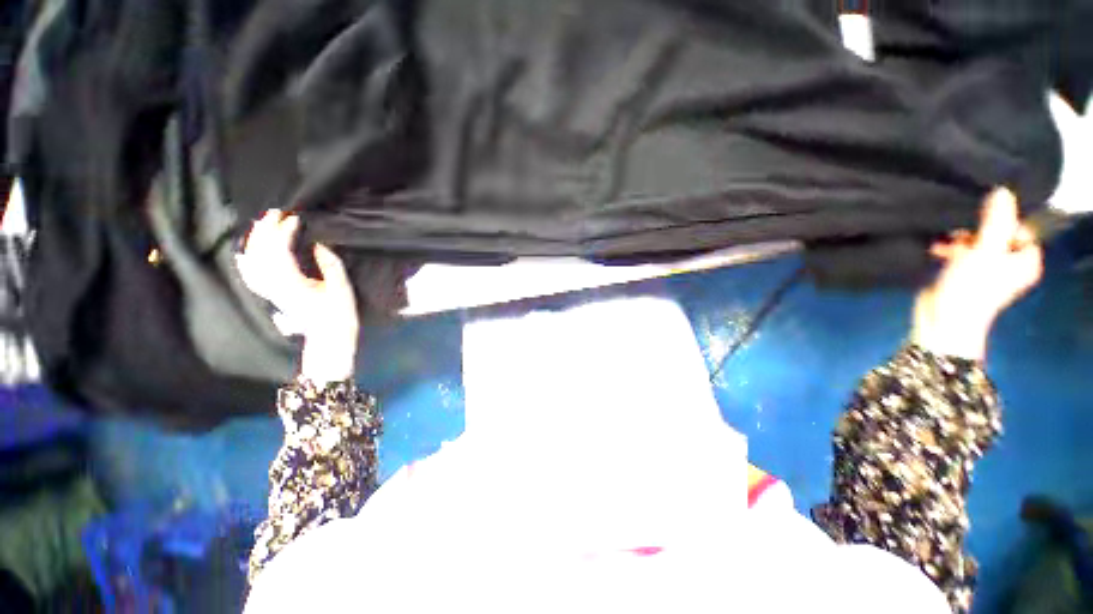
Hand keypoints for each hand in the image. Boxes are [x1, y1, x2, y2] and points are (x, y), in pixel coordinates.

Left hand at [236, 210, 358, 384]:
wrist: (328, 335)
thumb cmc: (339, 313)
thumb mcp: (341, 288)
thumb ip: (330, 264)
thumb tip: (319, 244)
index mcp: (292, 283)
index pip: (280, 250)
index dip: (285, 232)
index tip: (296, 218)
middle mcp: (274, 285)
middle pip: (262, 252)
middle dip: (267, 229)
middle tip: (276, 212)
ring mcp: (269, 290)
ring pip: (252, 261)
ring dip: (255, 241)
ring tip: (261, 224)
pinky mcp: (270, 294)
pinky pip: (250, 275)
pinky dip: (246, 261)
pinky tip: (244, 252)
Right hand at [911, 188, 1043, 360]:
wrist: (942, 319)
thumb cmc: (971, 288)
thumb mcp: (985, 251)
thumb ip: (995, 221)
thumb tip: (1002, 191)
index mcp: (1025, 260)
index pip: (1020, 227)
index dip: (1002, 219)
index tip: (981, 217)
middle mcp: (1010, 262)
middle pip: (997, 232)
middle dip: (976, 229)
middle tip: (961, 233)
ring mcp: (987, 268)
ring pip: (977, 240)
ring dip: (959, 238)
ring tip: (944, 242)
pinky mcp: (965, 272)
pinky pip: (962, 251)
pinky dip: (950, 247)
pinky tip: (936, 248)